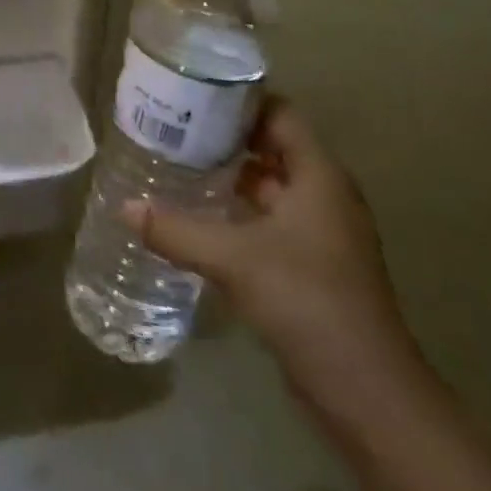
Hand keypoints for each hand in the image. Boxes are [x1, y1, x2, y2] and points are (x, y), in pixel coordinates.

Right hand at [128, 102, 418, 409]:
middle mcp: (325, 195)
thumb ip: (176, 229)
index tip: (193, 95)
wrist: (367, 395)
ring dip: (230, 176)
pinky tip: (201, 217)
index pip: (279, 114)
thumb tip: (123, 207)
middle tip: (175, 128)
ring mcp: (322, 233)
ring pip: (271, 186)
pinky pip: (271, 220)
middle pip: (273, 147)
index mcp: (319, 176)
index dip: (239, 100)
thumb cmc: (307, 302)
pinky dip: (240, 212)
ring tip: (179, 165)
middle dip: (226, 137)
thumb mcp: (233, 259)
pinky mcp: (314, 266)